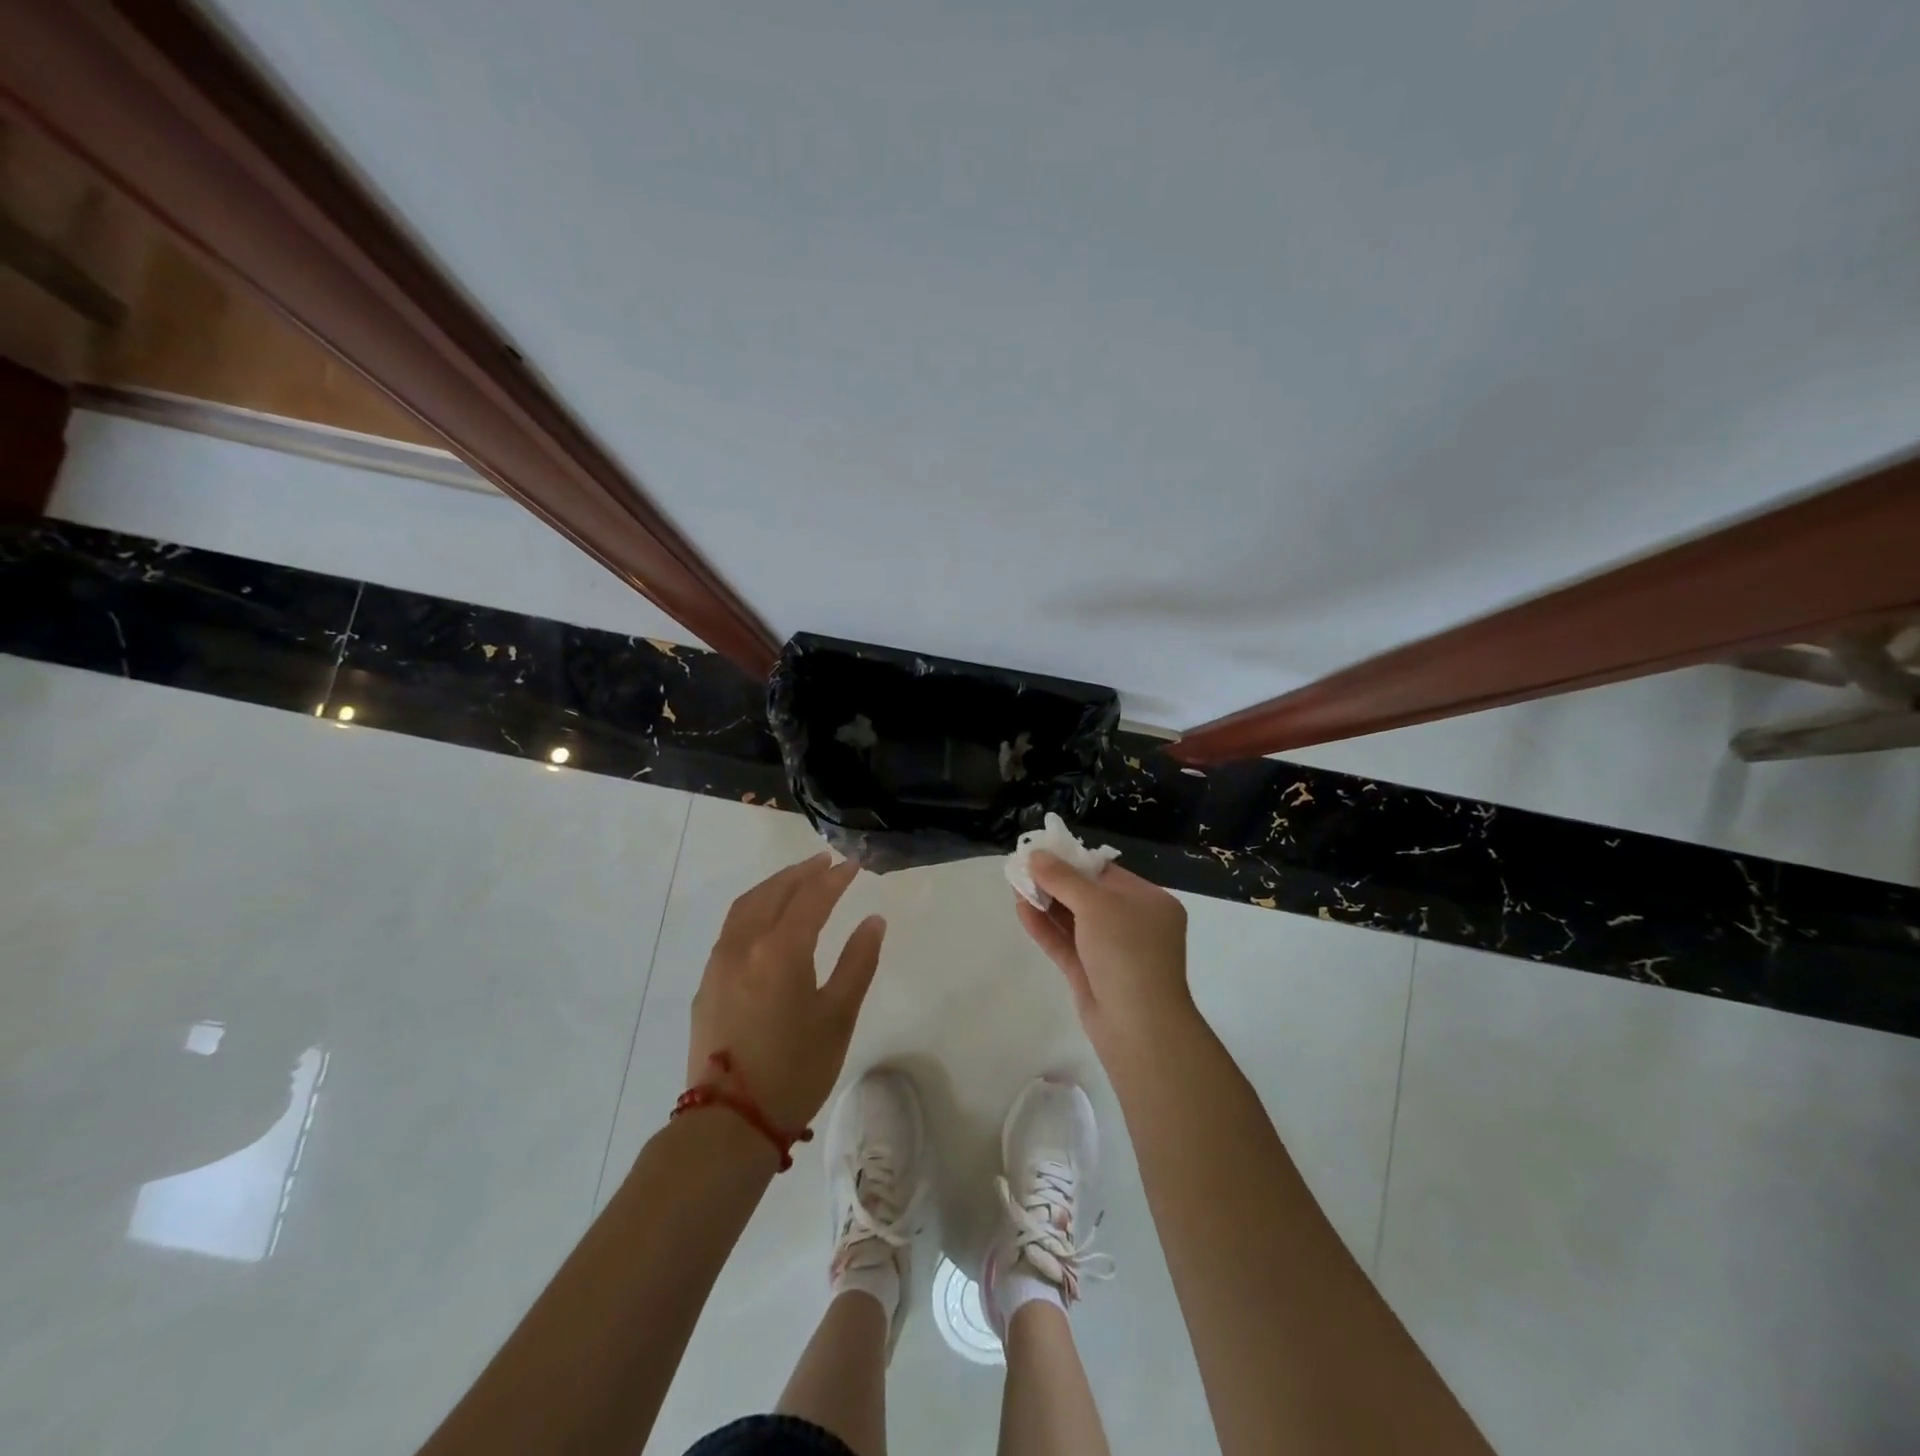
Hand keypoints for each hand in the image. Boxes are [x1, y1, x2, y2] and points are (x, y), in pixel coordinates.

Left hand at [688, 852, 886, 1131]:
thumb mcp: (839, 1016)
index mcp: (780, 949)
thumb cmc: (795, 1069)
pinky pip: (732, 927)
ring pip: (747, 906)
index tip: (853, 864)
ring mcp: (719, 963)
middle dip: (802, 873)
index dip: (834, 878)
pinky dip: (754, 907)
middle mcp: (744, 944)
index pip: (811, 898)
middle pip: (774, 892)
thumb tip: (872, 921)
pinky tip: (768, 918)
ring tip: (797, 879)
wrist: (729, 1122)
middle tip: (826, 861)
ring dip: (775, 886)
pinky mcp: (707, 983)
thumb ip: (858, 962)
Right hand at [1014, 851, 1192, 1053]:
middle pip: (1088, 895)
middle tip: (1021, 867)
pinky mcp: (1092, 975)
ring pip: (1074, 921)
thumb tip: (1036, 854)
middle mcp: (1134, 924)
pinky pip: (1066, 944)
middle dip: (1055, 882)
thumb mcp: (1097, 905)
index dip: (1072, 861)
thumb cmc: (1127, 953)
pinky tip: (1021, 910)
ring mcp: (1112, 952)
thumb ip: (1063, 878)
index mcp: (1149, 902)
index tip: (1041, 852)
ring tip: (1015, 884)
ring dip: (1046, 903)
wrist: (1139, 1028)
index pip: (1106, 873)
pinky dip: (1045, 928)